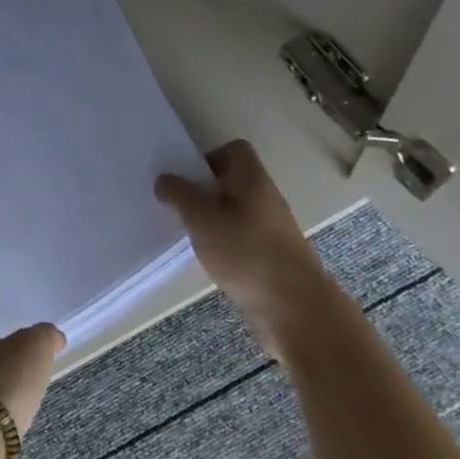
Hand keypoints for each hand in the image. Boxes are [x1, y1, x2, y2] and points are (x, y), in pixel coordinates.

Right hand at [154, 139, 339, 357]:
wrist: (295, 308)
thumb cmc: (245, 253)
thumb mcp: (202, 219)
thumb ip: (180, 195)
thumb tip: (165, 178)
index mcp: (252, 180)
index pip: (234, 150)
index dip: (207, 158)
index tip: (185, 179)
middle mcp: (266, 198)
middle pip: (233, 181)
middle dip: (203, 191)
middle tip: (177, 206)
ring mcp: (272, 229)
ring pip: (236, 211)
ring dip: (212, 219)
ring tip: (188, 234)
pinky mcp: (272, 256)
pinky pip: (242, 237)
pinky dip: (223, 243)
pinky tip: (208, 258)